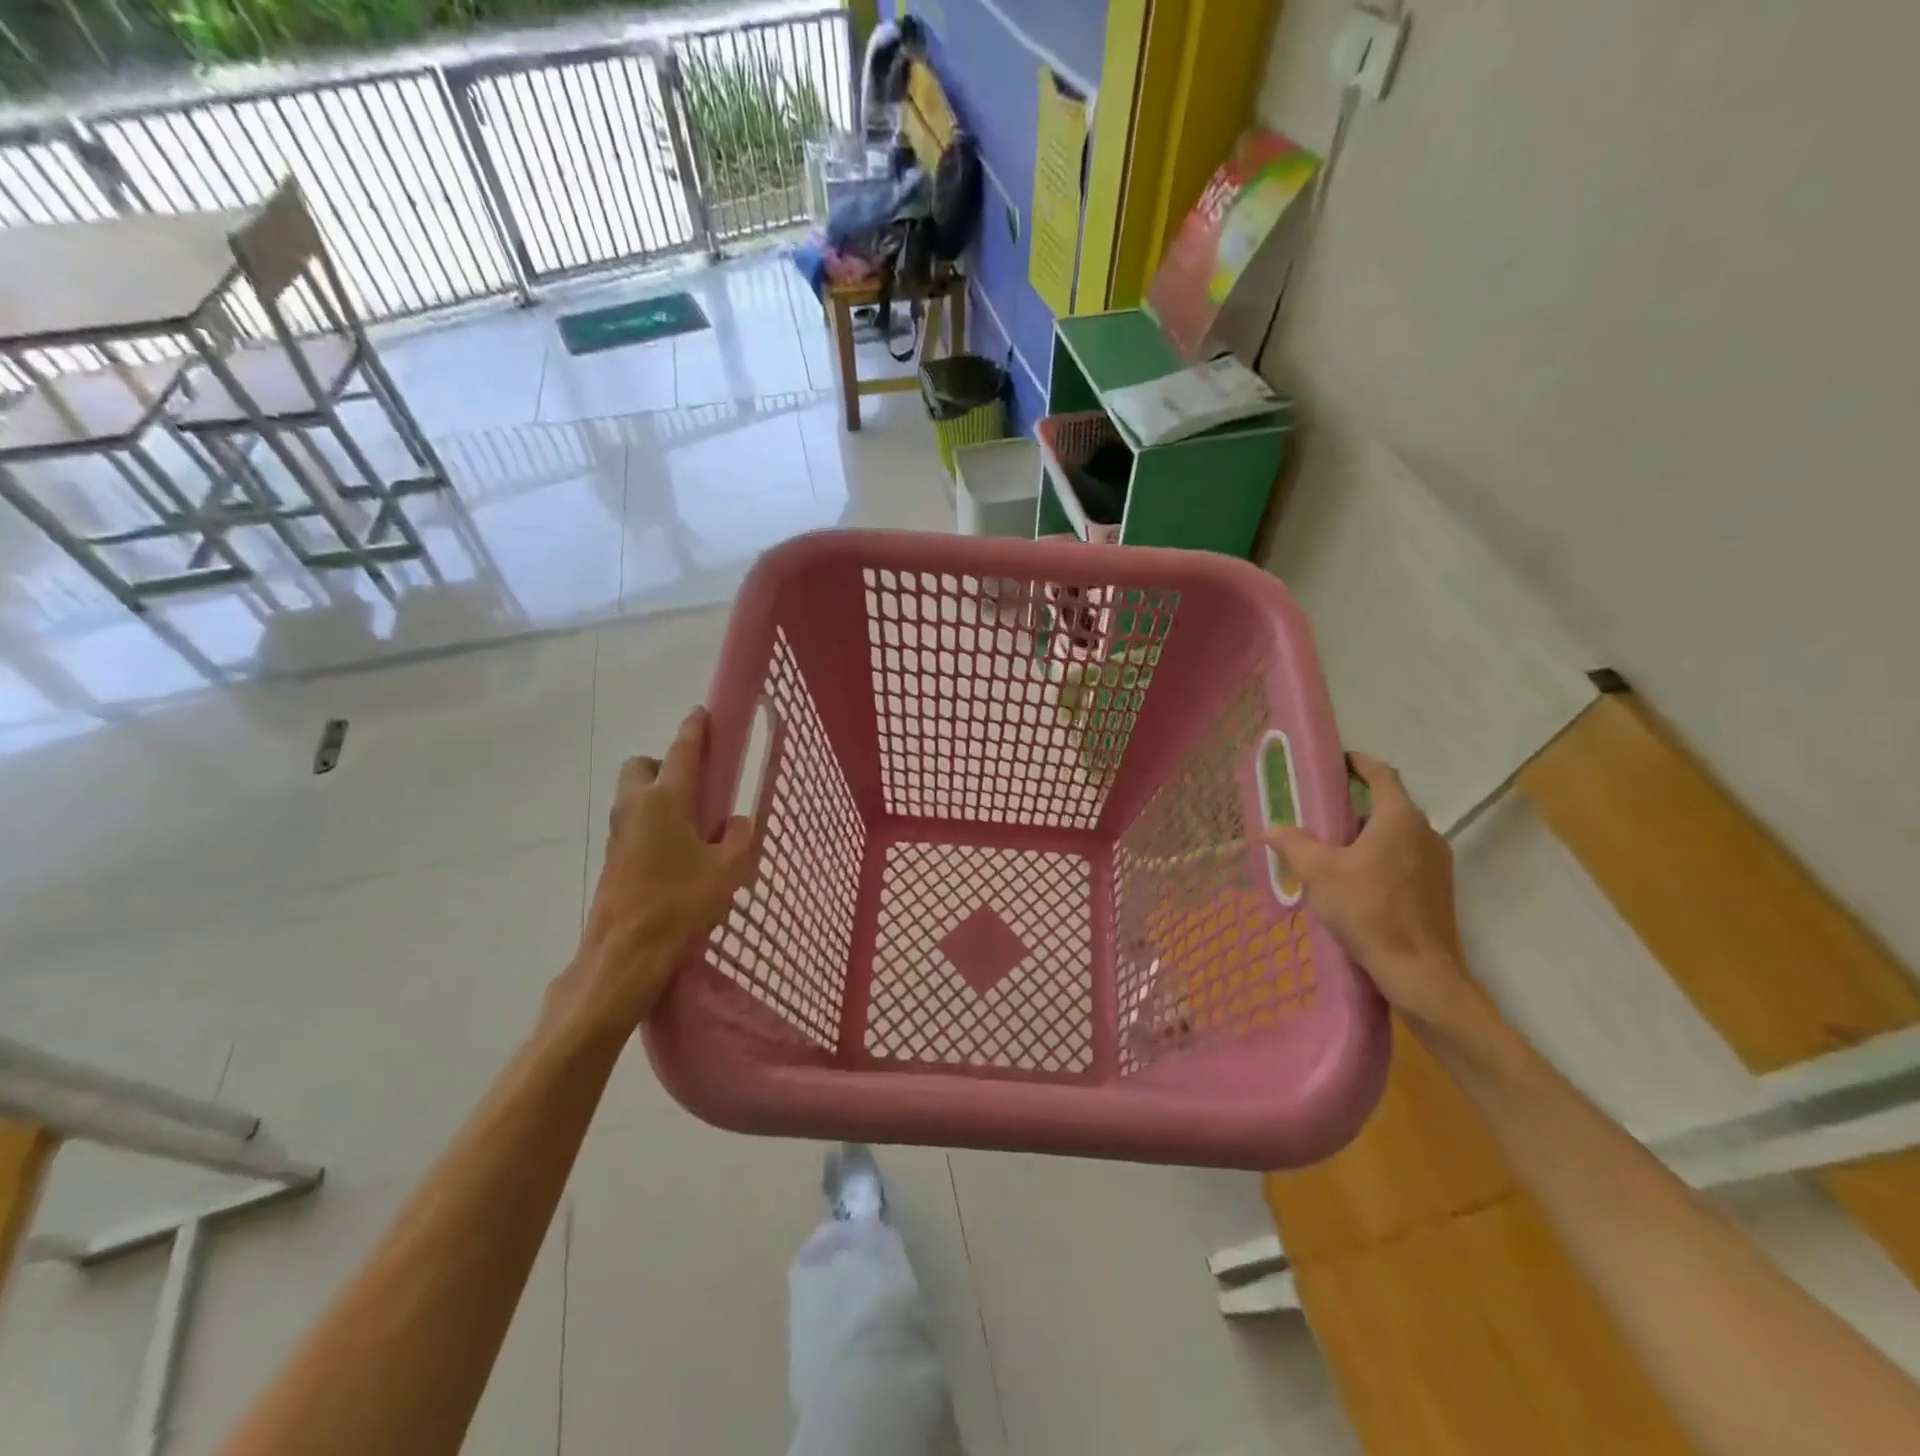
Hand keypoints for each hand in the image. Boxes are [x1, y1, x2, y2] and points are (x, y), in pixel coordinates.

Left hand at [566, 708, 754, 1027]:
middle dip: (663, 764)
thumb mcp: (728, 870)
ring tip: (692, 827)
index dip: (694, 729)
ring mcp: (618, 832)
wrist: (624, 954)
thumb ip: (741, 838)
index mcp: (666, 800)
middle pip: (642, 766)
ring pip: (634, 796)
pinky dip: (652, 824)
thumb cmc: (680, 903)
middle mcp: (635, 806)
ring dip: (658, 796)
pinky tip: (676, 855)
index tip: (702, 712)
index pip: (682, 751)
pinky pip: (633, 823)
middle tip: (694, 788)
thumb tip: (739, 823)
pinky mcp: (612, 858)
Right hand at [1264, 753, 1469, 1025]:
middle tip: (1322, 814)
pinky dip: (1381, 857)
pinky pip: (1406, 858)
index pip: (1382, 775)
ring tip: (1333, 851)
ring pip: (1397, 835)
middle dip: (1356, 806)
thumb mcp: (1319, 873)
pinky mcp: (1439, 889)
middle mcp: (1425, 833)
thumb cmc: (1368, 910)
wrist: (1419, 970)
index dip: (1360, 763)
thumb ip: (1293, 844)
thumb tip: (1269, 828)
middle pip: (1389, 806)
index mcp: (1399, 819)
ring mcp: (1437, 862)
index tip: (1338, 762)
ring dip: (1368, 835)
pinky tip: (1356, 882)